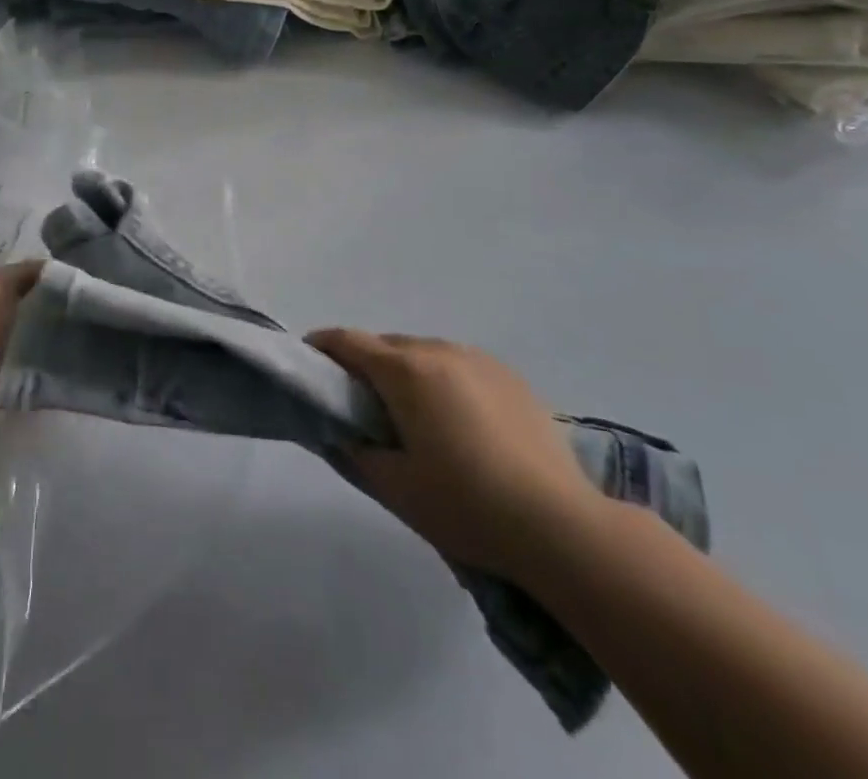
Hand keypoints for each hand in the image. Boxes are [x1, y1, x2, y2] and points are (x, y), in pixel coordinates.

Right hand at [307, 330, 608, 583]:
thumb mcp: (396, 487)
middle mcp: (440, 350)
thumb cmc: (466, 505)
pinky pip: (459, 365)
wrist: (559, 525)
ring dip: (405, 371)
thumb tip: (340, 430)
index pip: (349, 341)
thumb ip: (357, 451)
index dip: (322, 346)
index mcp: (406, 372)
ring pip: (425, 352)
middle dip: (364, 363)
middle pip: (387, 345)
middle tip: (358, 402)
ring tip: (410, 414)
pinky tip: (456, 420)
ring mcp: (480, 360)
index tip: (308, 361)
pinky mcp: (510, 376)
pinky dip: (441, 379)